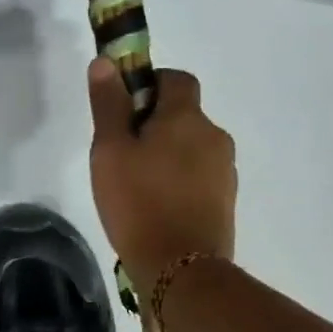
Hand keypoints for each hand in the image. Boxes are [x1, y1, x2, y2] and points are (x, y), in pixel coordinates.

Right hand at [87, 58, 236, 295]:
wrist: (181, 269)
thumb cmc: (138, 203)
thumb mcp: (110, 150)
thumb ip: (109, 104)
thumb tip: (106, 62)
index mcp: (187, 117)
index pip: (177, 78)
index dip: (150, 85)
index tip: (125, 110)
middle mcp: (214, 136)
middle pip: (184, 115)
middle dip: (156, 125)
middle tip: (123, 154)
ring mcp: (225, 171)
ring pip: (192, 148)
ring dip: (170, 155)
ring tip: (139, 187)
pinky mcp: (226, 201)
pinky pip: (200, 177)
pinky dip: (181, 182)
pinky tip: (159, 208)